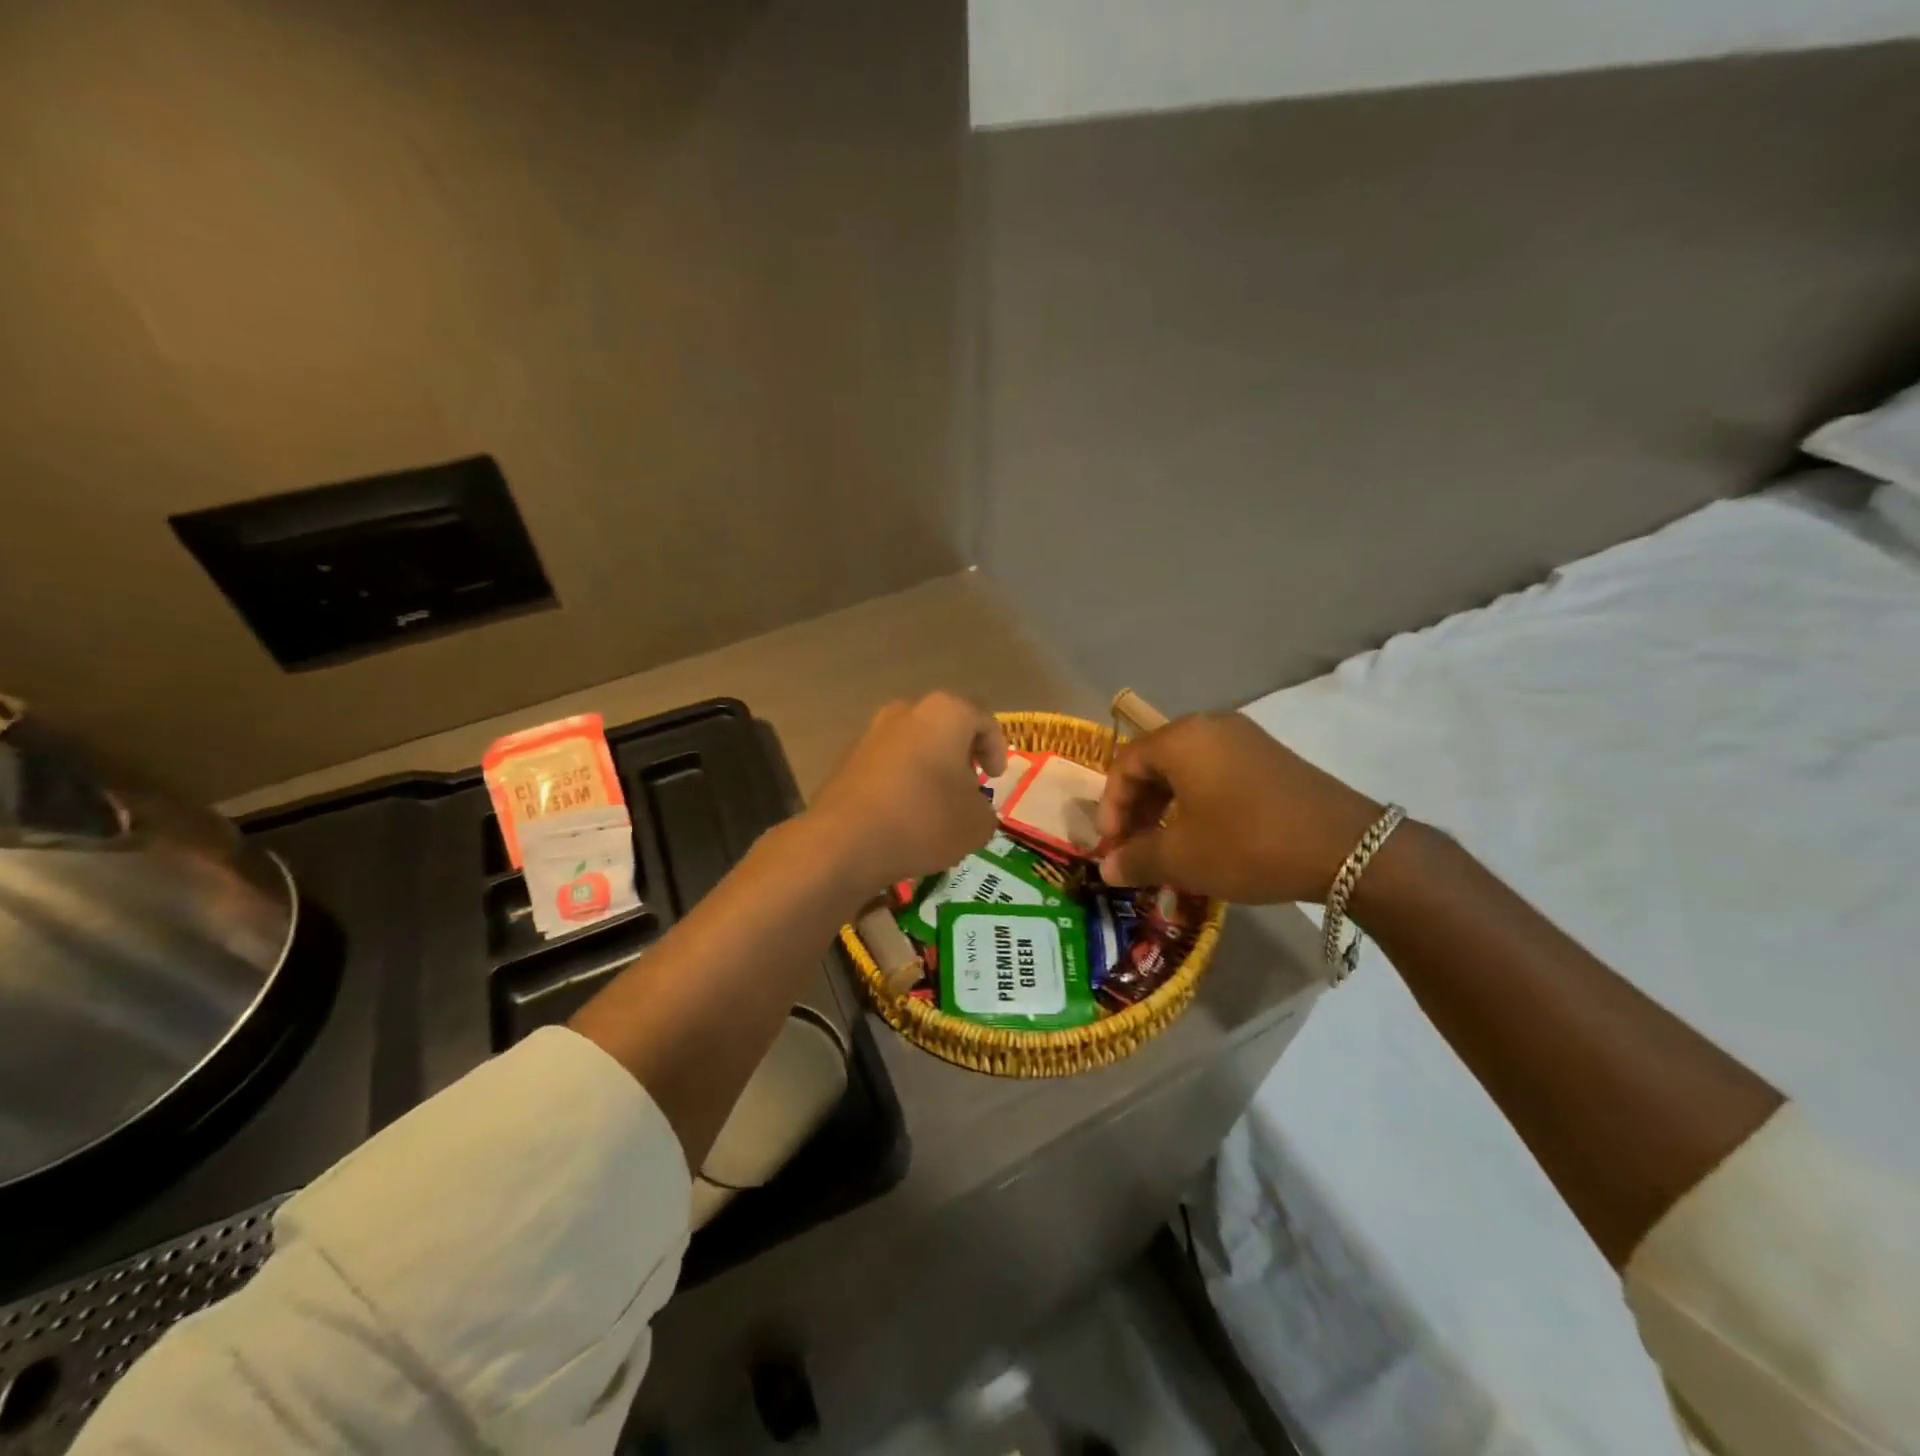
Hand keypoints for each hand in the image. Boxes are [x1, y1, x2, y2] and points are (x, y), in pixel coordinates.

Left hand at [807, 693, 1008, 891]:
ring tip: (936, 804)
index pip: (983, 720)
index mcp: (946, 713)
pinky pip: (887, 764)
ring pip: (913, 744)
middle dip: (960, 755)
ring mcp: (871, 733)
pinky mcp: (846, 758)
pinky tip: (904, 814)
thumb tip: (972, 808)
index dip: (997, 749)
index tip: (996, 777)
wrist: (845, 842)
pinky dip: (901, 781)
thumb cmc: (924, 820)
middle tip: (969, 787)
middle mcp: (906, 712)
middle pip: (945, 727)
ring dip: (928, 768)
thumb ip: (985, 809)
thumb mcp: (977, 823)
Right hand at [1098, 712, 1381, 903]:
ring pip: (1186, 770)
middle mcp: (1210, 727)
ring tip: (1167, 847)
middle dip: (1137, 809)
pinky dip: (1197, 802)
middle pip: (1154, 763)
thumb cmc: (1249, 844)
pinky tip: (1205, 837)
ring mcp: (1245, 739)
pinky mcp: (1270, 758)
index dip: (1110, 808)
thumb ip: (1135, 859)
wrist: (1348, 848)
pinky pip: (1216, 773)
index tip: (1112, 848)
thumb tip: (1106, 869)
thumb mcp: (1183, 857)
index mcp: (1182, 738)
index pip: (1124, 764)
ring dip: (1166, 808)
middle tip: (1135, 849)